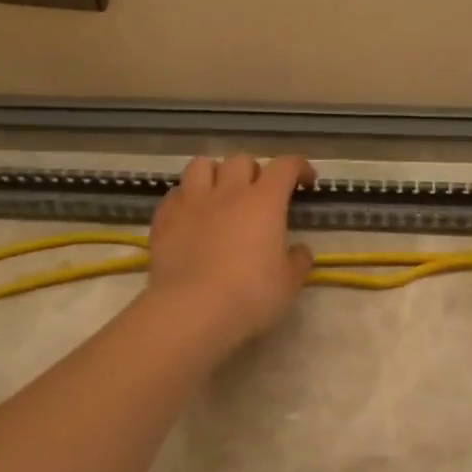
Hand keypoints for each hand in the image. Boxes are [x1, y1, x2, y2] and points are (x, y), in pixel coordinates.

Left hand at [147, 154, 315, 349]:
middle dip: (254, 172)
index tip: (306, 181)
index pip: (285, 166)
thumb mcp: (288, 284)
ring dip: (214, 174)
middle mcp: (228, 192)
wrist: (192, 311)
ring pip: (201, 165)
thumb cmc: (250, 295)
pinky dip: (186, 199)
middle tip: (258, 195)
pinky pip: (175, 194)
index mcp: (264, 201)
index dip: (299, 167)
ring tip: (219, 193)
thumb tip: (299, 250)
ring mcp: (192, 202)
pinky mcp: (164, 219)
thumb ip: (297, 261)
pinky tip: (191, 217)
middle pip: (241, 161)